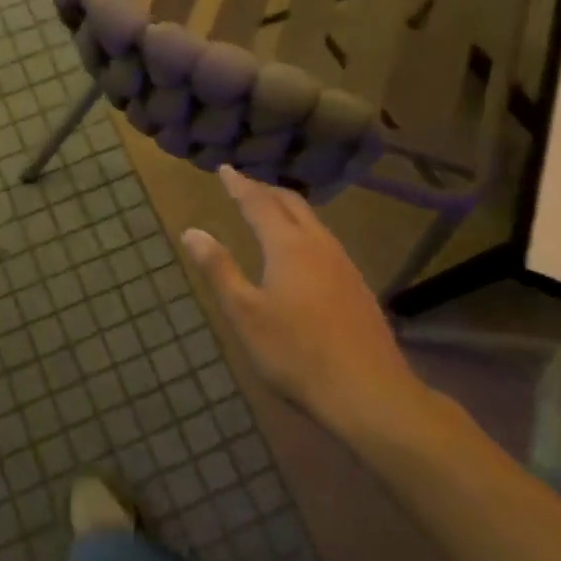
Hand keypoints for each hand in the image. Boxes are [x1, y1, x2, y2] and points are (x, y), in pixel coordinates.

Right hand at [181, 166, 436, 444]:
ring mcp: (343, 264)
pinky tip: (300, 251)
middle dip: (265, 190)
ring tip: (269, 211)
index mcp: (288, 246)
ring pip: (312, 221)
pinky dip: (303, 230)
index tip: (225, 168)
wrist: (368, 392)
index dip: (239, 185)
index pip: (258, 203)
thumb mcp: (245, 313)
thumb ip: (219, 269)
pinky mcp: (356, 285)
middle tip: (244, 186)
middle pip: (291, 204)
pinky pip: (324, 240)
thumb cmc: (296, 353)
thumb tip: (191, 231)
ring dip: (287, 209)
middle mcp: (318, 244)